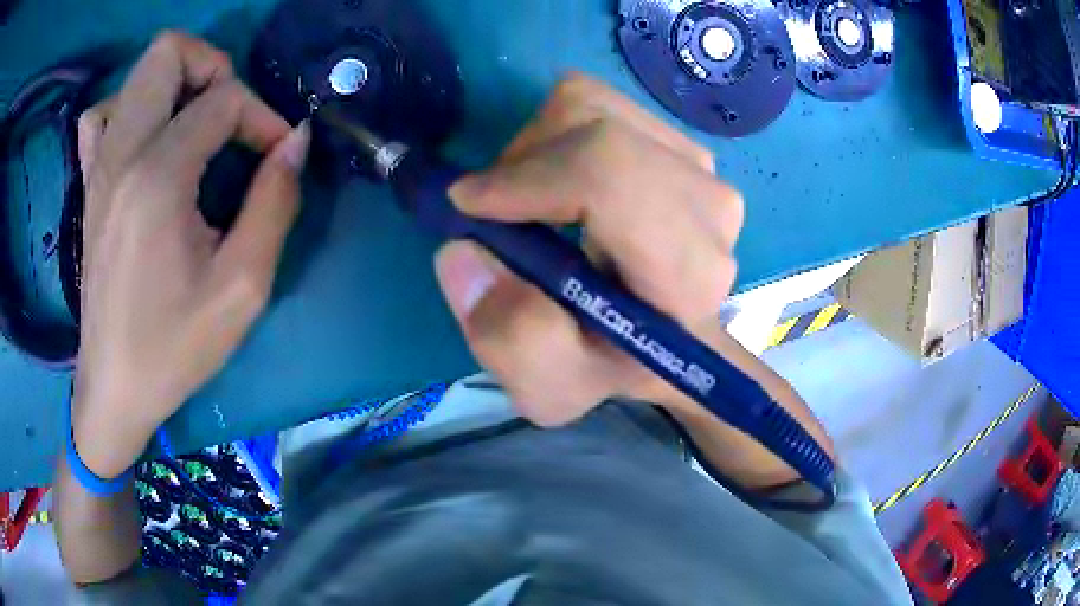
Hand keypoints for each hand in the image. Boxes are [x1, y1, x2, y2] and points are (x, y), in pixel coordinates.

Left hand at [73, 32, 308, 476]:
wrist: (114, 388)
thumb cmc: (174, 347)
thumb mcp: (242, 288)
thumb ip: (275, 203)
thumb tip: (296, 140)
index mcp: (157, 178)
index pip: (223, 100)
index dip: (263, 117)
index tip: (277, 158)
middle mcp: (122, 155)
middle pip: (168, 53)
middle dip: (213, 69)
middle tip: (231, 116)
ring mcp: (99, 167)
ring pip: (136, 75)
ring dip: (176, 83)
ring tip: (194, 125)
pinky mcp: (90, 184)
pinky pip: (101, 116)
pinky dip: (128, 108)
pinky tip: (145, 140)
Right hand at [435, 74, 745, 426]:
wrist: (662, 338)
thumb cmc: (610, 364)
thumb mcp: (553, 386)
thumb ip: (512, 339)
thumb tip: (463, 252)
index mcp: (686, 272)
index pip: (609, 177)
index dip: (526, 177)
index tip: (468, 206)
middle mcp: (708, 207)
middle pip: (595, 130)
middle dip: (522, 163)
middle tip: (496, 213)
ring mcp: (701, 167)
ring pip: (592, 106)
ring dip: (536, 146)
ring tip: (527, 202)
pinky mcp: (682, 145)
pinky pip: (600, 106)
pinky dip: (557, 134)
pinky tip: (559, 184)